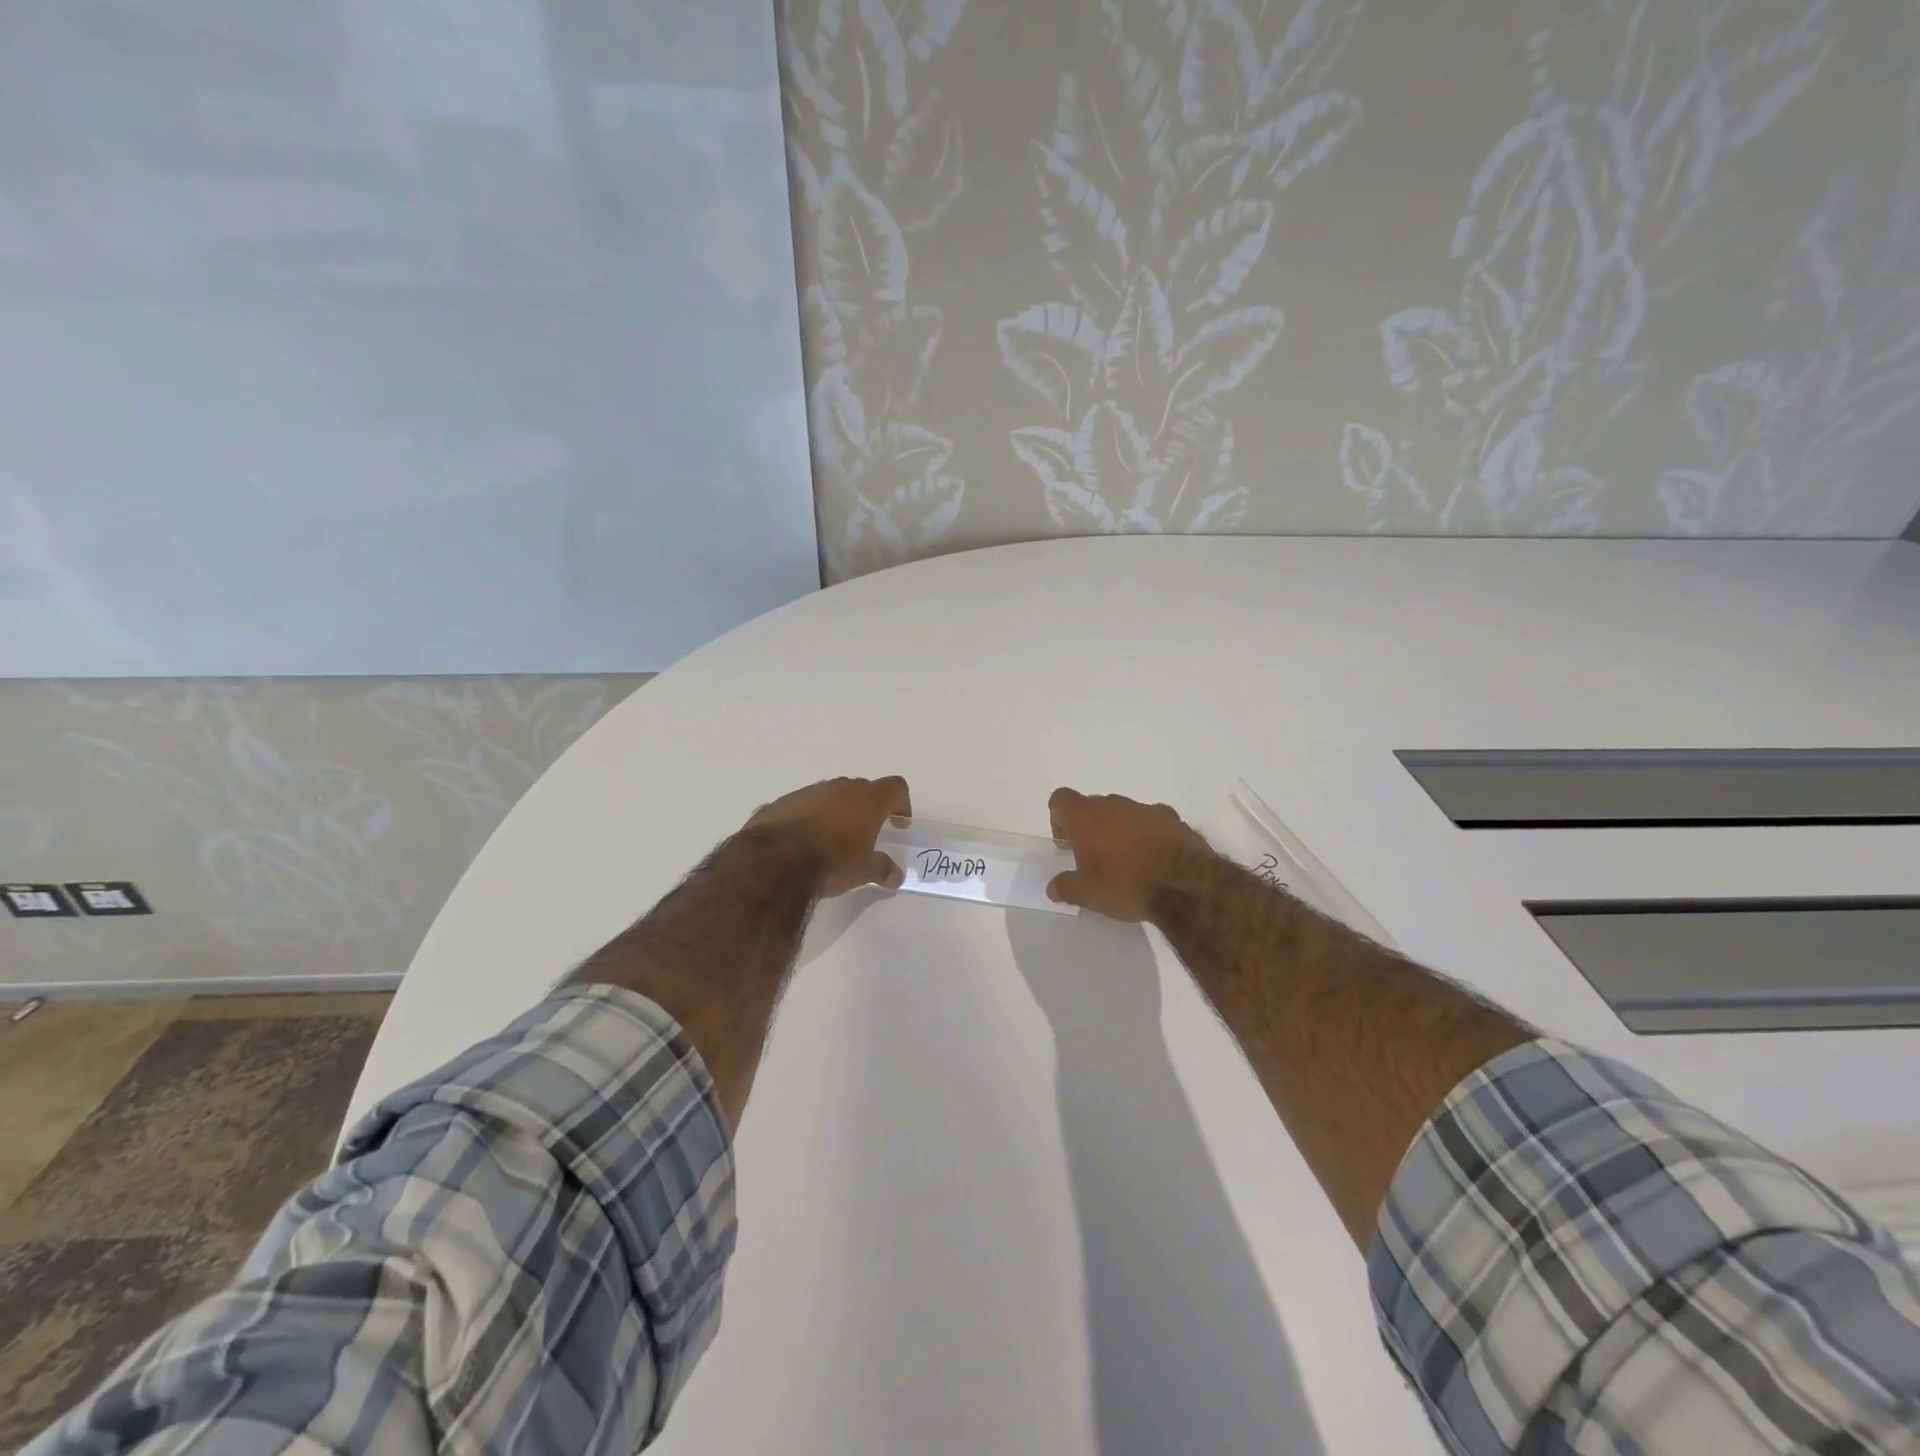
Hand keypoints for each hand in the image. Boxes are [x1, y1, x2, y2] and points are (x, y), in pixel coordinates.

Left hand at [745, 776, 911, 898]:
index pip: (895, 787)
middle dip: (867, 808)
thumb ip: (882, 869)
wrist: (775, 860)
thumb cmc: (831, 862)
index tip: (898, 823)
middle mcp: (840, 788)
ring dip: (837, 811)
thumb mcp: (863, 871)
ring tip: (833, 839)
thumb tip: (897, 876)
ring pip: (831, 795)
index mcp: (868, 800)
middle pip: (862, 789)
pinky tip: (803, 842)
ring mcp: (809, 792)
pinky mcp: (783, 802)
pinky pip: (804, 805)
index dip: (901, 803)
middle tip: (867, 833)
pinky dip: (810, 818)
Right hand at [1046, 787, 1213, 921]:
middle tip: (1094, 856)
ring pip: (1124, 812)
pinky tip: (1155, 860)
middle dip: (1090, 826)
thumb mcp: (1086, 894)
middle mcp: (1113, 804)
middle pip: (1093, 806)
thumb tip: (1053, 887)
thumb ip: (1065, 887)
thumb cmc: (1123, 884)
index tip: (1067, 843)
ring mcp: (1145, 809)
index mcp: (1085, 816)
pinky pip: (1151, 822)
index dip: (1059, 818)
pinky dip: (1148, 835)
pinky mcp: (1173, 818)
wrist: (1183, 883)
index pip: (1061, 799)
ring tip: (1127, 861)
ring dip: (1120, 830)